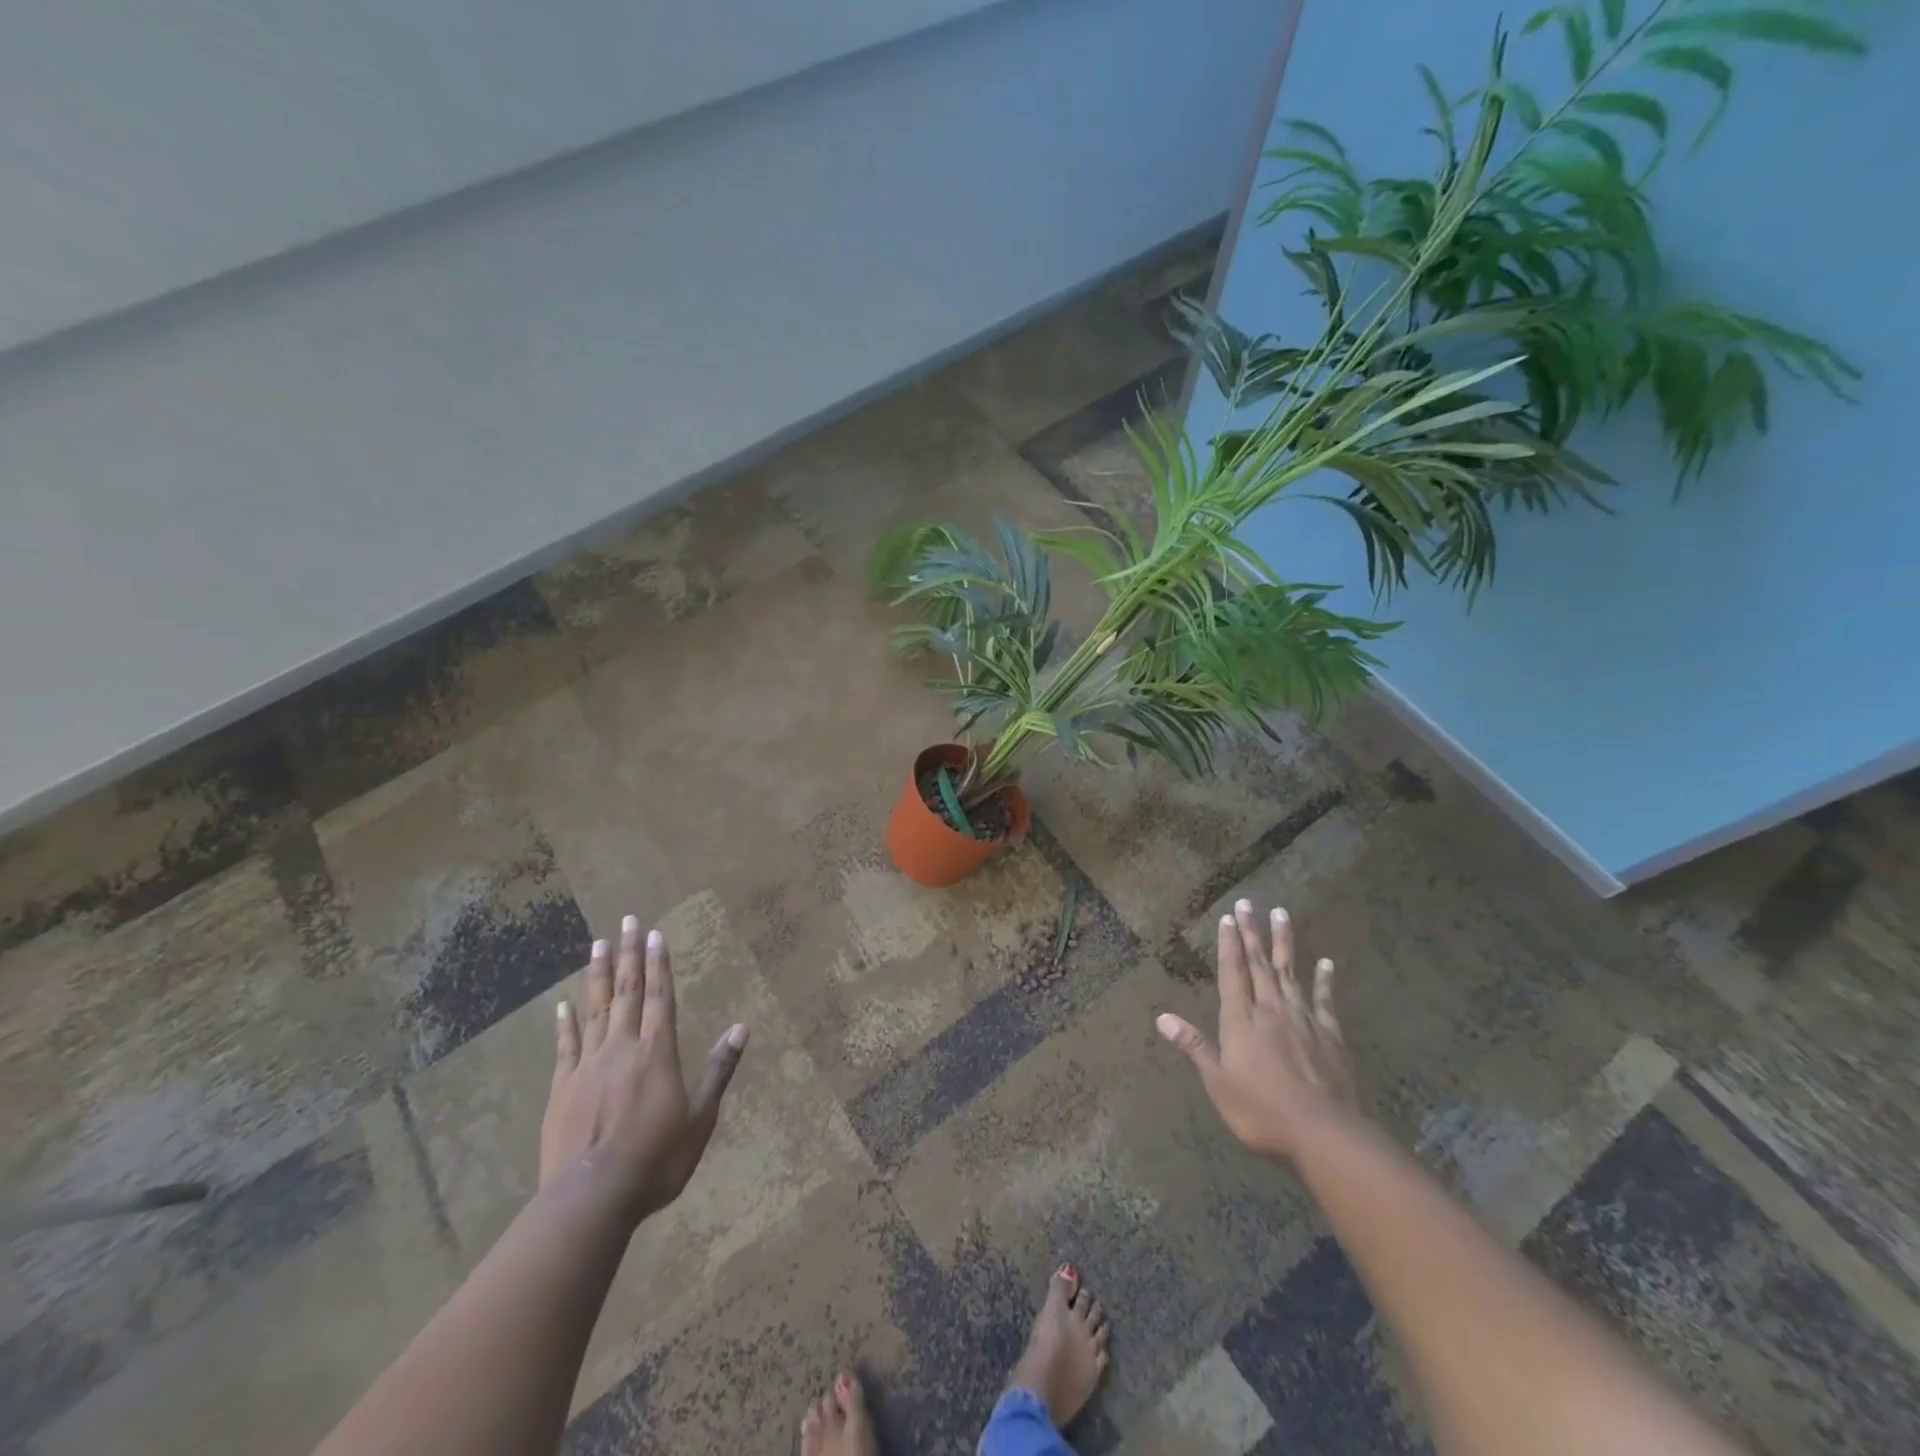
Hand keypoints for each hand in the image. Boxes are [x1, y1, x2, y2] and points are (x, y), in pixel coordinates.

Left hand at [541, 915, 748, 1225]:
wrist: (591, 1199)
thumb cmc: (656, 1159)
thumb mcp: (701, 1117)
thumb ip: (719, 1069)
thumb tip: (742, 1027)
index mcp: (657, 1052)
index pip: (660, 996)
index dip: (658, 963)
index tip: (654, 933)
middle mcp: (622, 1048)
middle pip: (626, 992)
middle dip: (628, 955)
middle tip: (626, 922)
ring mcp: (588, 1066)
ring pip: (595, 1010)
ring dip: (596, 976)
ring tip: (597, 945)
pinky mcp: (562, 1089)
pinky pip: (565, 1047)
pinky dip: (565, 1024)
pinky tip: (562, 1006)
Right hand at [1156, 898, 1357, 1160]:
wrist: (1323, 1132)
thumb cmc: (1261, 1110)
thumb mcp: (1218, 1082)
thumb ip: (1194, 1046)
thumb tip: (1162, 1018)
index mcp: (1241, 1020)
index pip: (1232, 972)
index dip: (1229, 944)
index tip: (1228, 918)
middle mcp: (1271, 1009)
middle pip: (1259, 964)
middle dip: (1252, 932)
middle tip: (1248, 902)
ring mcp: (1303, 1019)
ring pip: (1290, 972)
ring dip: (1284, 942)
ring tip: (1281, 913)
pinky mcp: (1330, 1035)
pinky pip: (1325, 1000)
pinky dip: (1324, 980)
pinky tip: (1326, 963)